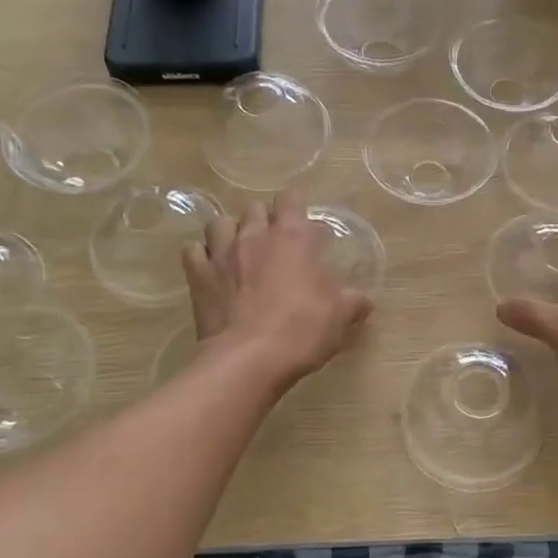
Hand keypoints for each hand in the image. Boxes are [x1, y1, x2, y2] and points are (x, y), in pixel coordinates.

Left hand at [182, 192, 371, 388]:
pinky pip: (193, 251)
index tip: (302, 224)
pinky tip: (212, 269)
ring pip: (220, 222)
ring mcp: (221, 253)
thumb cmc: (302, 330)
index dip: (295, 206)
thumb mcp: (340, 316)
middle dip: (264, 220)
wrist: (250, 359)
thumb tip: (364, 301)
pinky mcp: (198, 276)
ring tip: (239, 250)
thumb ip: (353, 302)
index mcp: (293, 237)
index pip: (291, 199)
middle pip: (254, 209)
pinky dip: (202, 256)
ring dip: (230, 232)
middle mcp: (255, 235)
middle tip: (275, 244)